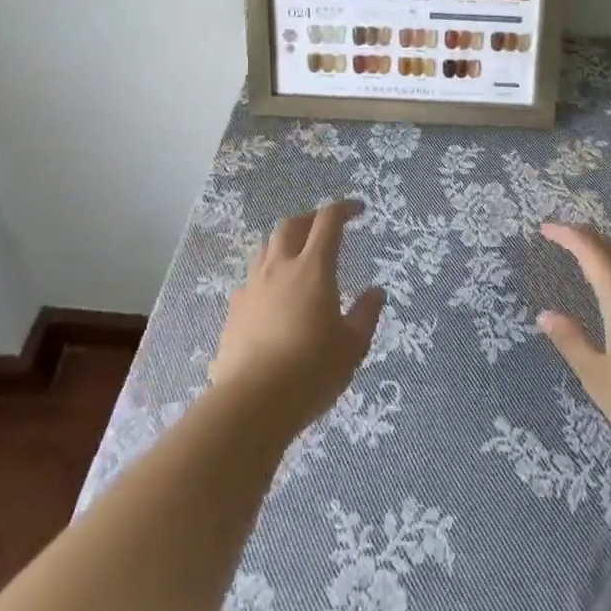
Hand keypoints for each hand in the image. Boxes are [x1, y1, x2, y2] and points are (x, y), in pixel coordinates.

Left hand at [209, 200, 384, 436]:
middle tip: (325, 229)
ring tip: (297, 256)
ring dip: (284, 242)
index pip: (328, 221)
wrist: (251, 401)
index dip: (344, 208)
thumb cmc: (311, 369)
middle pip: (291, 225)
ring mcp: (252, 286)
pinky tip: (274, 296)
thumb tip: (376, 292)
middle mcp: (280, 267)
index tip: (358, 210)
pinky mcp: (234, 310)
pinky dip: (267, 274)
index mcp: (314, 268)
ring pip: (266, 247)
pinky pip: (252, 278)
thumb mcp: (352, 345)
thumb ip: (366, 314)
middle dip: (310, 219)